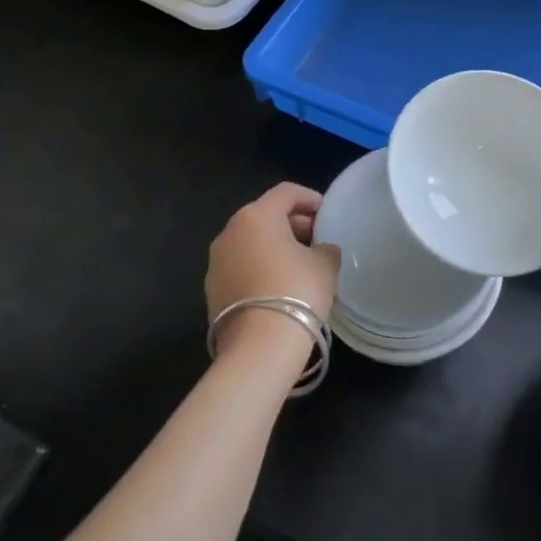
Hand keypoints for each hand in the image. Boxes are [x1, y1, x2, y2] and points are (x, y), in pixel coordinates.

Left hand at [206, 183, 340, 358]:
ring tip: (301, 265)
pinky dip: (261, 268)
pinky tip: (281, 287)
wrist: (259, 347)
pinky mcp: (213, 290)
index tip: (327, 213)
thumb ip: (325, 249)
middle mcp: (230, 232)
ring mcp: (216, 262)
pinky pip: (242, 267)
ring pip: (251, 243)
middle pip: (265, 216)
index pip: (286, 192)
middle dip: (293, 224)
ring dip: (275, 247)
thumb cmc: (297, 291)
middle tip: (318, 240)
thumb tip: (322, 250)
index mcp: (257, 216)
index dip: (310, 198)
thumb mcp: (325, 265)